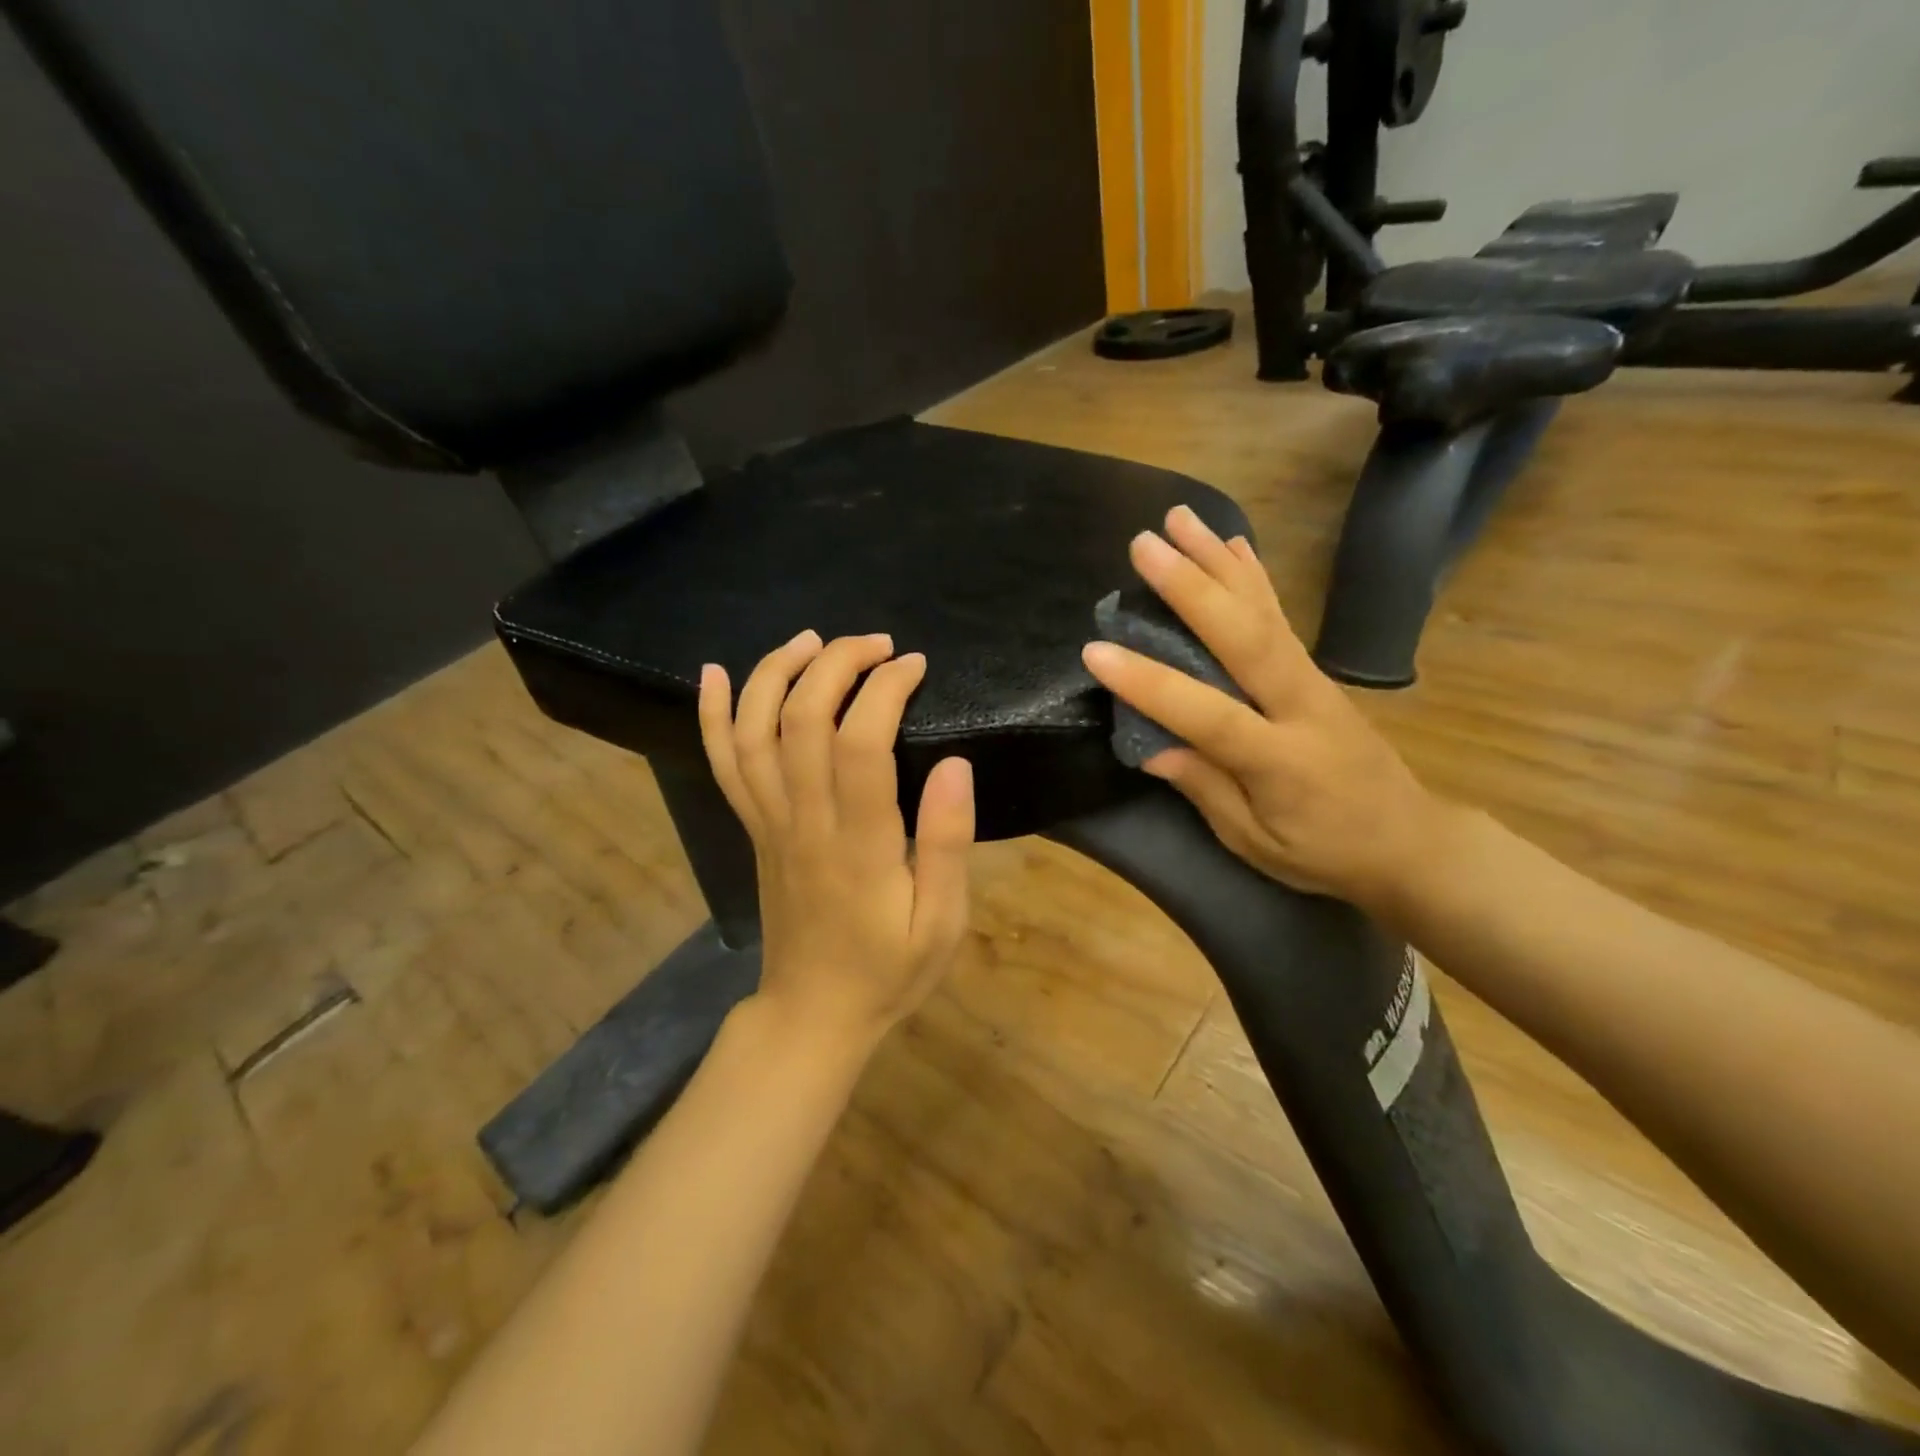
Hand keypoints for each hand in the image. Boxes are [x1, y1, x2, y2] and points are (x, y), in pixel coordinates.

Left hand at [698, 631, 974, 1050]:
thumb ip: (949, 843)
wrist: (813, 1014)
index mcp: (859, 844)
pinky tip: (714, 672)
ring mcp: (768, 823)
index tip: (914, 665)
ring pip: (754, 732)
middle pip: (801, 720)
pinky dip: (712, 715)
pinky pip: (723, 765)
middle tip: (877, 644)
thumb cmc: (888, 971)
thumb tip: (957, 764)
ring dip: (776, 673)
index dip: (884, 689)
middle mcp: (804, 822)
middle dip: (836, 664)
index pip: (861, 744)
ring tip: (812, 640)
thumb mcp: (942, 922)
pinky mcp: (752, 828)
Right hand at [1081, 506, 1445, 911]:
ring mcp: (1311, 679)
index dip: (1150, 683)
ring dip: (1217, 561)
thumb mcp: (1255, 842)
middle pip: (1244, 637)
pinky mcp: (1313, 670)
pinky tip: (1232, 544)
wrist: (1407, 840)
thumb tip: (1150, 747)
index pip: (1207, 714)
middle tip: (1143, 545)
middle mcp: (1298, 705)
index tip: (1095, 652)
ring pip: (1261, 611)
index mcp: (1280, 760)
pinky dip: (1254, 575)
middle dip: (1191, 588)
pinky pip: (1278, 615)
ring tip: (1178, 518)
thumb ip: (1206, 789)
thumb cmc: (1323, 851)